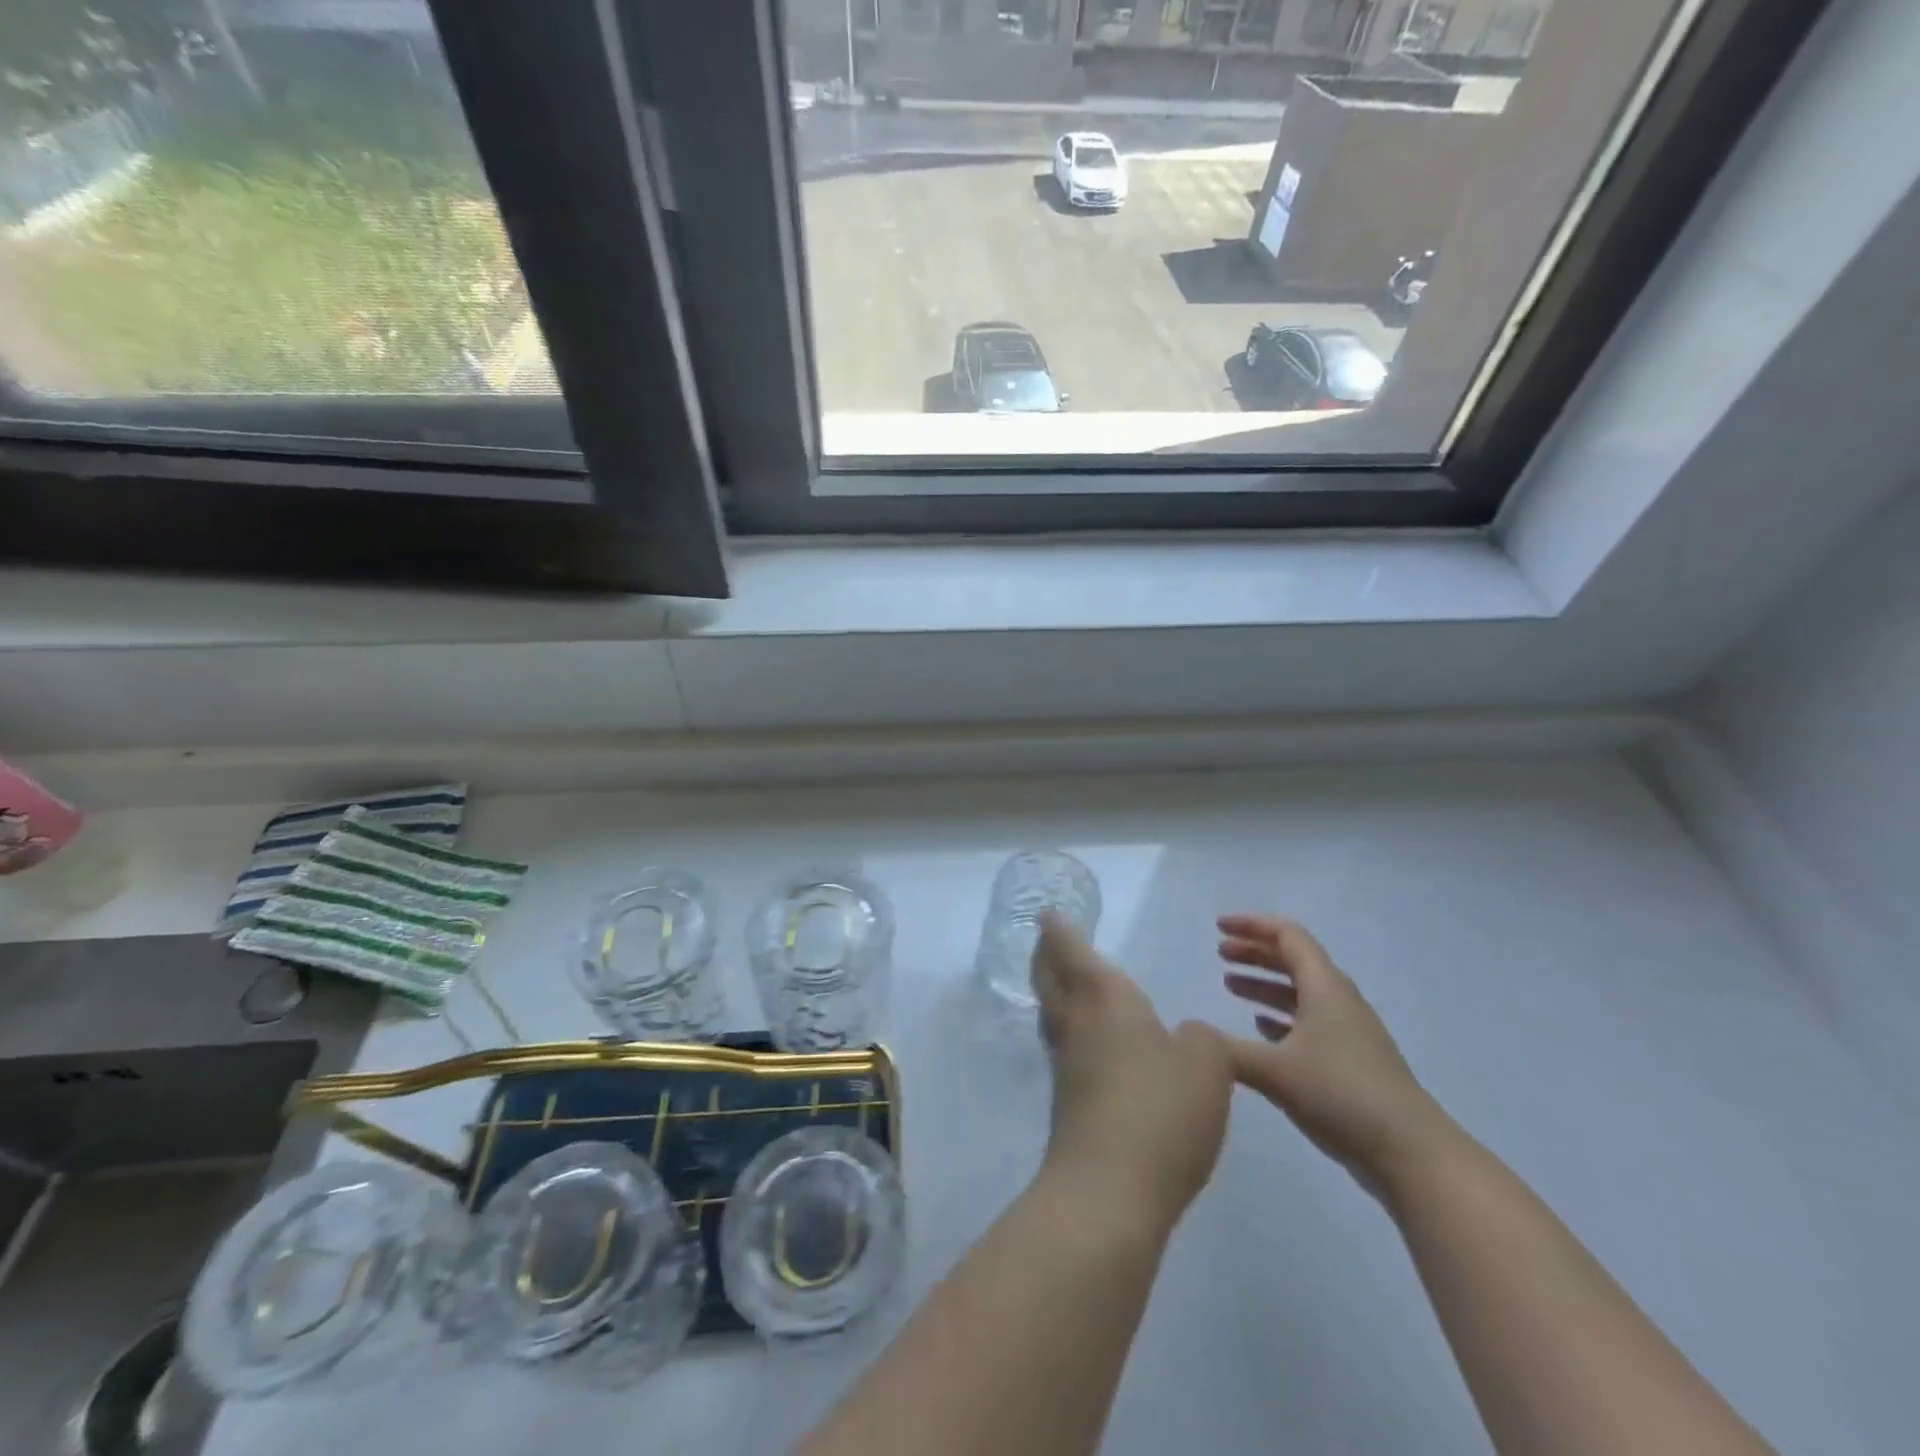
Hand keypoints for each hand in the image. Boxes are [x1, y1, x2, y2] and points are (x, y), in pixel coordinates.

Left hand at [1032, 915, 1233, 1236]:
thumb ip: (1200, 1039)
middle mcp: (1076, 1023)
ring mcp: (1066, 1065)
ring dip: (1055, 992)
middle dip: (1046, 955)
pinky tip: (1094, 1045)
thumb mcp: (1207, 1064)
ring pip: (1053, 1013)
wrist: (1110, 1191)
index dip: (1058, 928)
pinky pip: (1066, 1049)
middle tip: (1049, 940)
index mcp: (1103, 997)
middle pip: (1049, 977)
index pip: (1070, 949)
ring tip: (1069, 984)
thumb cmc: (1160, 1109)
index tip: (1046, 912)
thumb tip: (1182, 1038)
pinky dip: (1073, 1032)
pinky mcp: (1068, 1103)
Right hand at [1217, 915, 1442, 1192]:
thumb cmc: (1342, 1096)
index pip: (1288, 936)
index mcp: (1325, 988)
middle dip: (1255, 951)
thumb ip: (1226, 1050)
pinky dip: (1280, 1016)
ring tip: (1230, 986)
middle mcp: (1338, 1001)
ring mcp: (1348, 1033)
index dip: (1252, 925)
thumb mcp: (1275, 1071)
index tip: (1218, 927)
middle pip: (1294, 960)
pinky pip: (1308, 1022)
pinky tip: (1261, 1028)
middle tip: (1219, 953)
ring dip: (1265, 984)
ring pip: (1300, 992)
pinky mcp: (1351, 1063)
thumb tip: (1188, 1034)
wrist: (1412, 1154)